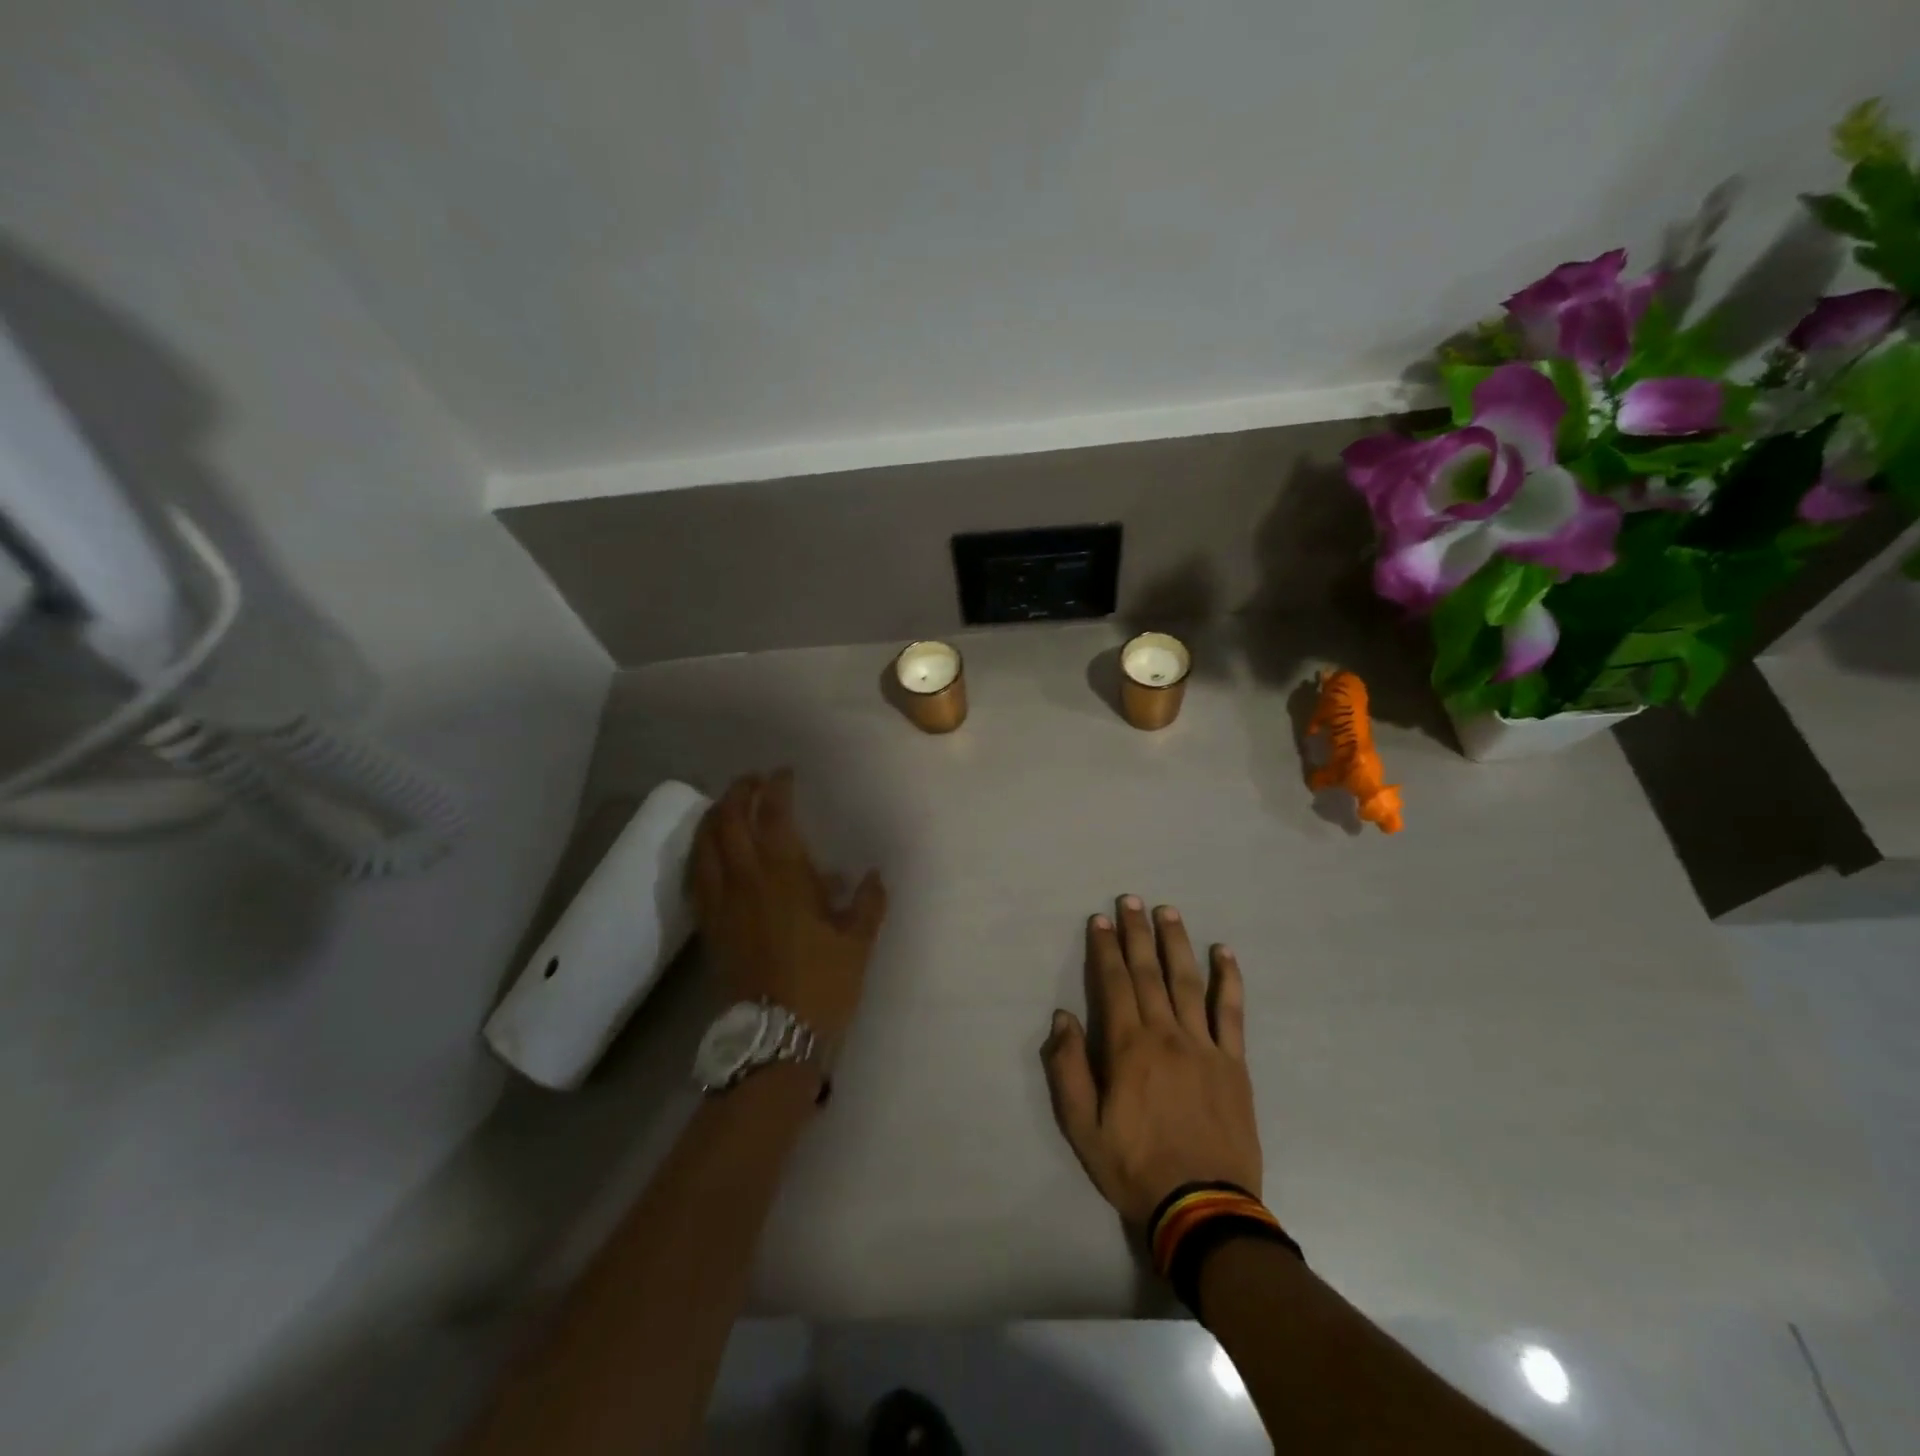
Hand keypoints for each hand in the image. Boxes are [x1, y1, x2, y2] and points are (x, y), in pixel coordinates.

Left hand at [690, 771, 887, 1042]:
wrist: (775, 1035)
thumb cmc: (822, 983)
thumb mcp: (857, 941)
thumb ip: (868, 903)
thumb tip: (874, 876)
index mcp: (785, 876)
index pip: (774, 816)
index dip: (776, 788)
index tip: (783, 774)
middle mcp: (746, 880)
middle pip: (729, 821)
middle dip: (739, 793)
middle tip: (752, 781)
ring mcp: (721, 902)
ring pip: (705, 845)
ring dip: (713, 817)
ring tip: (725, 805)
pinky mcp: (709, 925)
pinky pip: (695, 876)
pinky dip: (699, 852)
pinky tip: (707, 850)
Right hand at [1042, 897, 1260, 1227]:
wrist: (1203, 1208)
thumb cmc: (1134, 1167)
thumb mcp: (1082, 1127)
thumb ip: (1069, 1069)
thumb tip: (1062, 1018)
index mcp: (1128, 1047)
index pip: (1113, 984)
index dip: (1105, 949)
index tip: (1100, 920)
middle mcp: (1166, 1034)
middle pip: (1148, 972)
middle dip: (1137, 933)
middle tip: (1131, 900)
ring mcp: (1204, 1046)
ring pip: (1187, 981)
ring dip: (1176, 943)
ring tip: (1168, 912)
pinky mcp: (1233, 1063)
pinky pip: (1231, 1012)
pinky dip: (1228, 979)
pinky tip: (1224, 953)